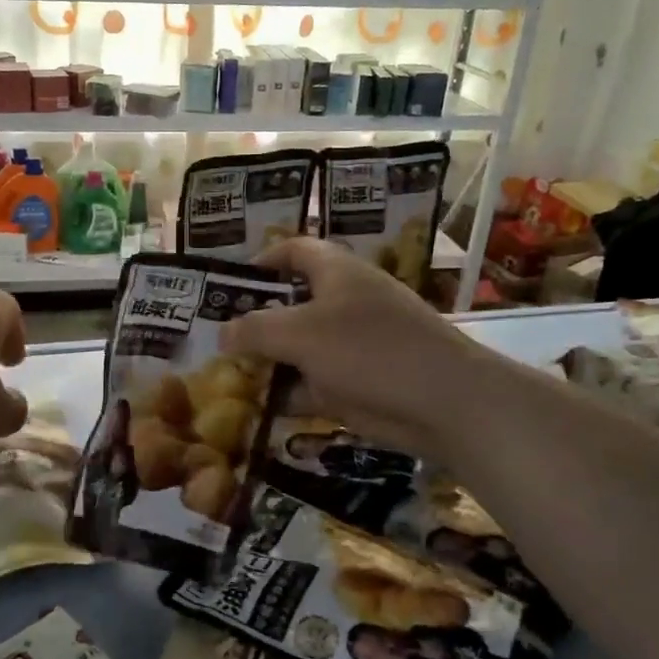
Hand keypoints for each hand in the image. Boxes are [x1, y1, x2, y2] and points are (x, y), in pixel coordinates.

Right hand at [220, 238, 492, 460]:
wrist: (441, 402)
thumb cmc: (367, 350)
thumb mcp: (300, 333)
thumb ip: (255, 330)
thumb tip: (222, 333)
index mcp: (336, 272)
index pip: (294, 250)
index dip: (261, 260)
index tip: (229, 284)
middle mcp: (345, 302)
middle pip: (293, 303)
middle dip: (257, 321)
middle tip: (217, 338)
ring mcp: (354, 345)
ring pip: (301, 348)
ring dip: (269, 362)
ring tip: (226, 377)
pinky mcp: (359, 383)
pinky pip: (314, 383)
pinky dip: (291, 393)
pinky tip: (259, 407)